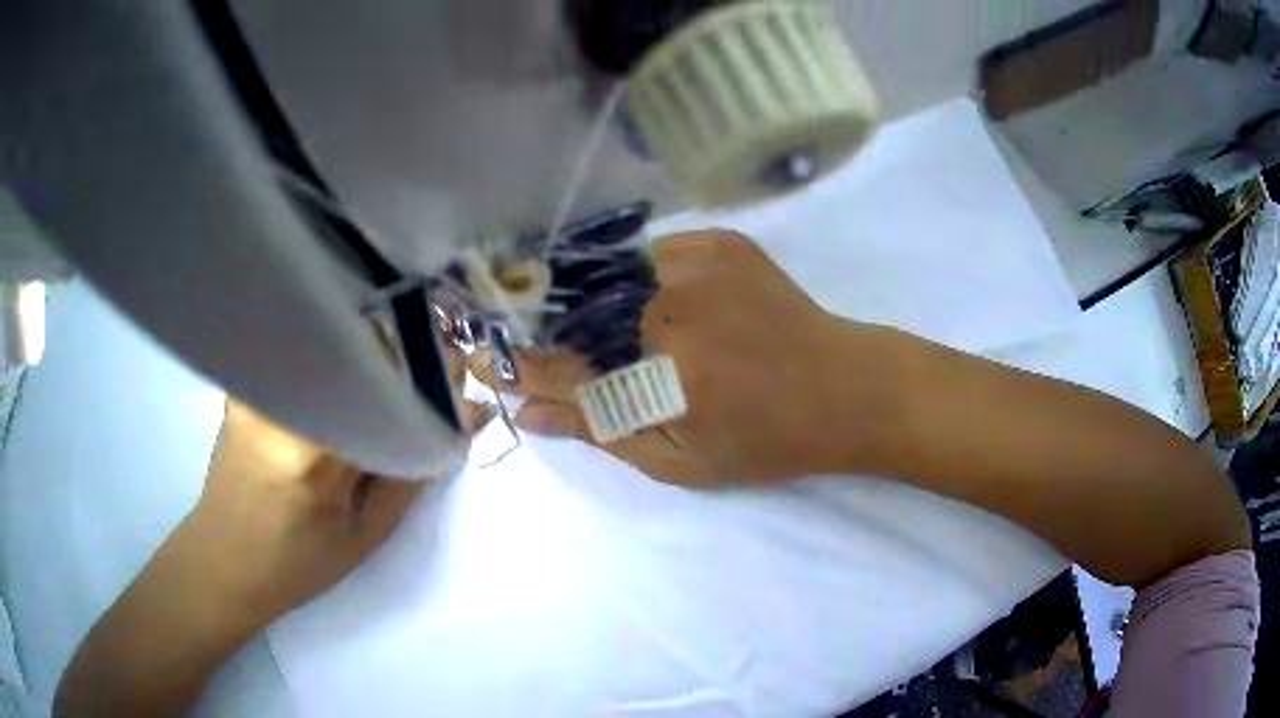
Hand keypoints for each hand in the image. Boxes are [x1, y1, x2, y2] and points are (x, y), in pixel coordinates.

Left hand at [55, 353, 493, 717]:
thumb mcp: (368, 533)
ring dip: (375, 352)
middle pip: (360, 347)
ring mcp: (255, 381)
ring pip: (333, 341)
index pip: (388, 383)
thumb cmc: (298, 564)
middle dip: (410, 354)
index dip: (436, 372)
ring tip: (398, 377)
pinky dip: (341, 356)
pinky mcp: (247, 377)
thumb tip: (468, 414)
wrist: (224, 559)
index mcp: (309, 451)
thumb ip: (416, 468)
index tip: (464, 382)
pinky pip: (305, 349)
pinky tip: (356, 373)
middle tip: (438, 377)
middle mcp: (276, 399)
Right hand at [470, 230, 906, 486]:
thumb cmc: (769, 440)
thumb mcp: (682, 460)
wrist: (847, 386)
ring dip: (586, 301)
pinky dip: (630, 277)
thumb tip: (525, 409)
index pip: (565, 365)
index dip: (517, 364)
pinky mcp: (721, 241)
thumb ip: (601, 430)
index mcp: (670, 374)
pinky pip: (648, 252)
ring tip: (588, 328)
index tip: (479, 360)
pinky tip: (640, 301)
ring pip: (608, 274)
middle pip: (576, 311)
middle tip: (526, 342)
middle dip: (544, 328)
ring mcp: (702, 261)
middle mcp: (678, 306)